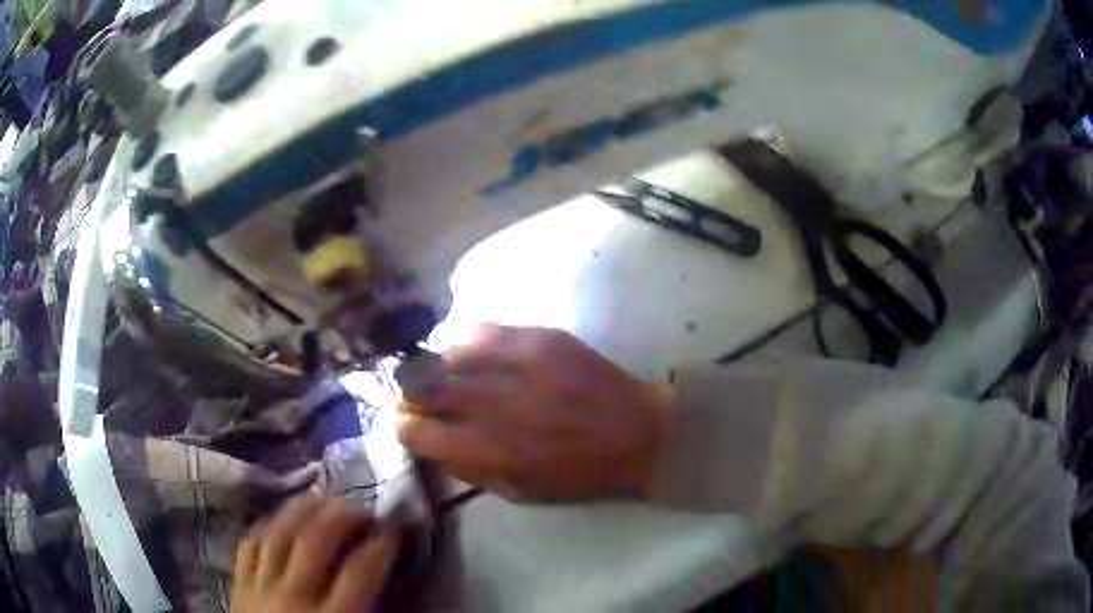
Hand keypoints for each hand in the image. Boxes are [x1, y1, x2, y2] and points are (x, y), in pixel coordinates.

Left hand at [231, 498, 397, 612]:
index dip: (380, 546)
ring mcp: (260, 588)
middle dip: (342, 516)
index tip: (392, 532)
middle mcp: (294, 598)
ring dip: (303, 510)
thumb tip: (389, 589)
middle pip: (315, 541)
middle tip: (360, 509)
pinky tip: (280, 521)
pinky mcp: (238, 586)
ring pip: (279, 534)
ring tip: (323, 501)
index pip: (360, 572)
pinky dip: (266, 527)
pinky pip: (249, 545)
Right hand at [398, 324, 668, 501]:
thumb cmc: (580, 474)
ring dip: (432, 365)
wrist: (639, 434)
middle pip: (423, 388)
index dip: (406, 430)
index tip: (410, 427)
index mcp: (489, 449)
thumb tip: (436, 446)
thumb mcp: (521, 492)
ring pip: (448, 352)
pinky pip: (484, 328)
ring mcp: (517, 363)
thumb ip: (472, 470)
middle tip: (414, 398)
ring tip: (435, 371)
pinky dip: (463, 339)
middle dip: (410, 395)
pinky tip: (463, 348)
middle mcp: (494, 403)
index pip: (418, 432)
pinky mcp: (540, 338)